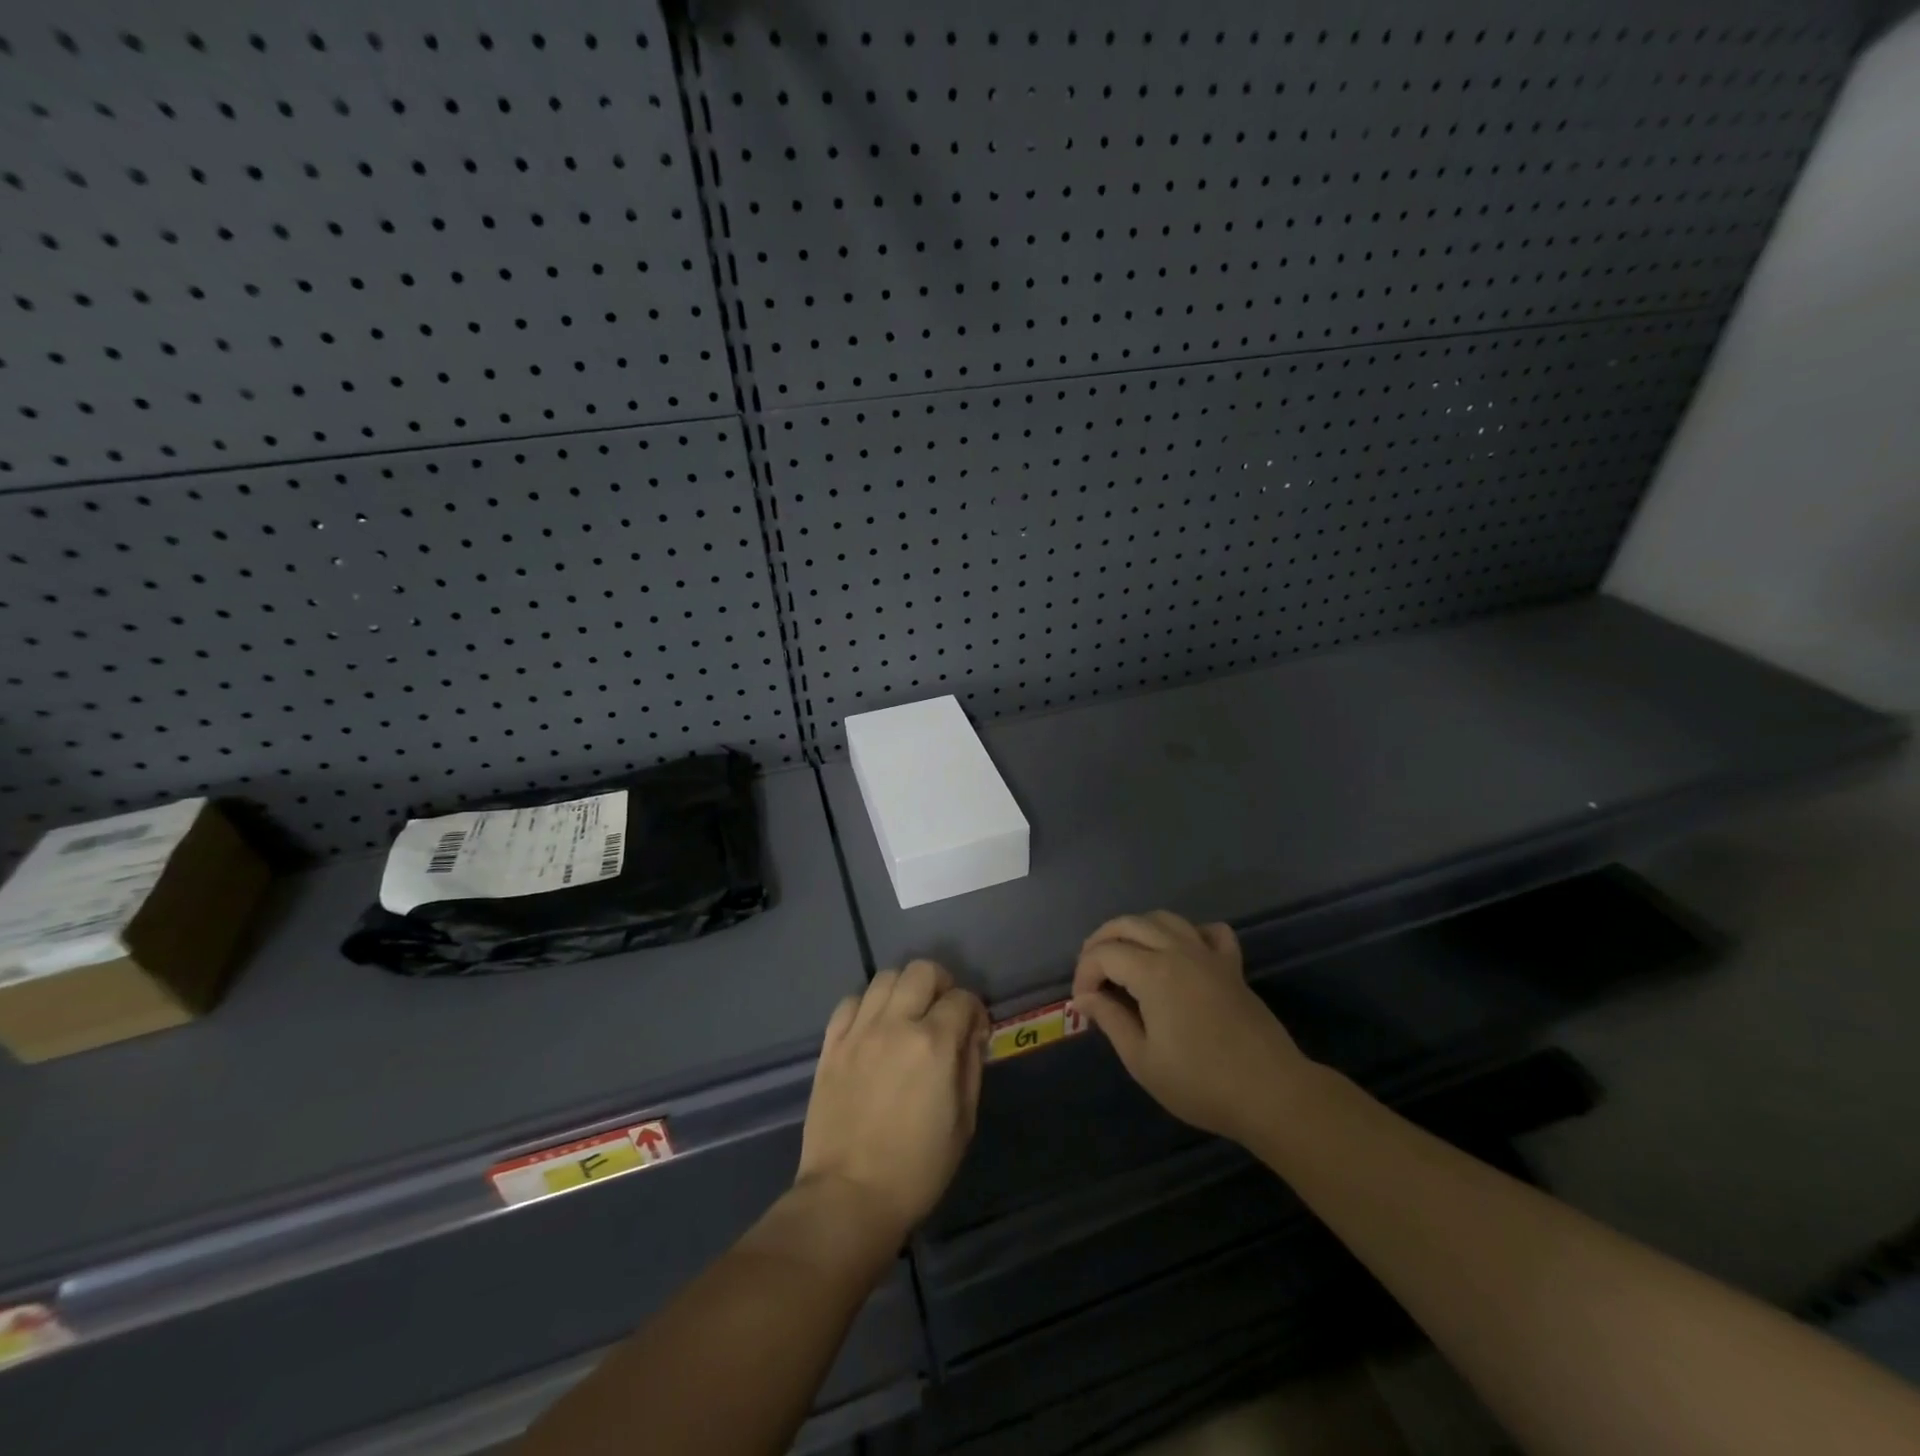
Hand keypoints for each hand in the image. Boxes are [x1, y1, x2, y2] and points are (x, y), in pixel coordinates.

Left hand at [796, 960, 988, 1246]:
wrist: (849, 1196)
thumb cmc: (917, 1169)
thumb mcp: (963, 1122)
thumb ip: (970, 1067)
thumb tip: (971, 1035)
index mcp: (934, 1043)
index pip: (962, 999)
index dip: (975, 1011)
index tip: (975, 1031)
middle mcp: (895, 1024)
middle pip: (922, 971)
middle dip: (942, 984)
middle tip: (943, 1012)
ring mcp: (858, 1031)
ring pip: (884, 977)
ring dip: (904, 989)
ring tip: (907, 1015)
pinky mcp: (831, 1045)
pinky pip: (850, 1002)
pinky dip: (868, 1005)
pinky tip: (874, 1027)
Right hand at [1072, 911, 1313, 1144]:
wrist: (1271, 1093)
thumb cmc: (1201, 1083)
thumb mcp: (1143, 1060)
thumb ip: (1111, 1020)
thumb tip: (1085, 997)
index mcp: (1152, 972)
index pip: (1104, 954)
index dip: (1084, 973)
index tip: (1082, 1003)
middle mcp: (1178, 951)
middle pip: (1129, 924)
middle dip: (1101, 941)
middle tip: (1091, 972)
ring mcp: (1208, 954)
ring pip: (1164, 919)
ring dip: (1137, 929)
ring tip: (1125, 955)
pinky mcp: (1232, 965)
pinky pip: (1209, 931)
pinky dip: (1189, 932)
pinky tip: (1181, 952)